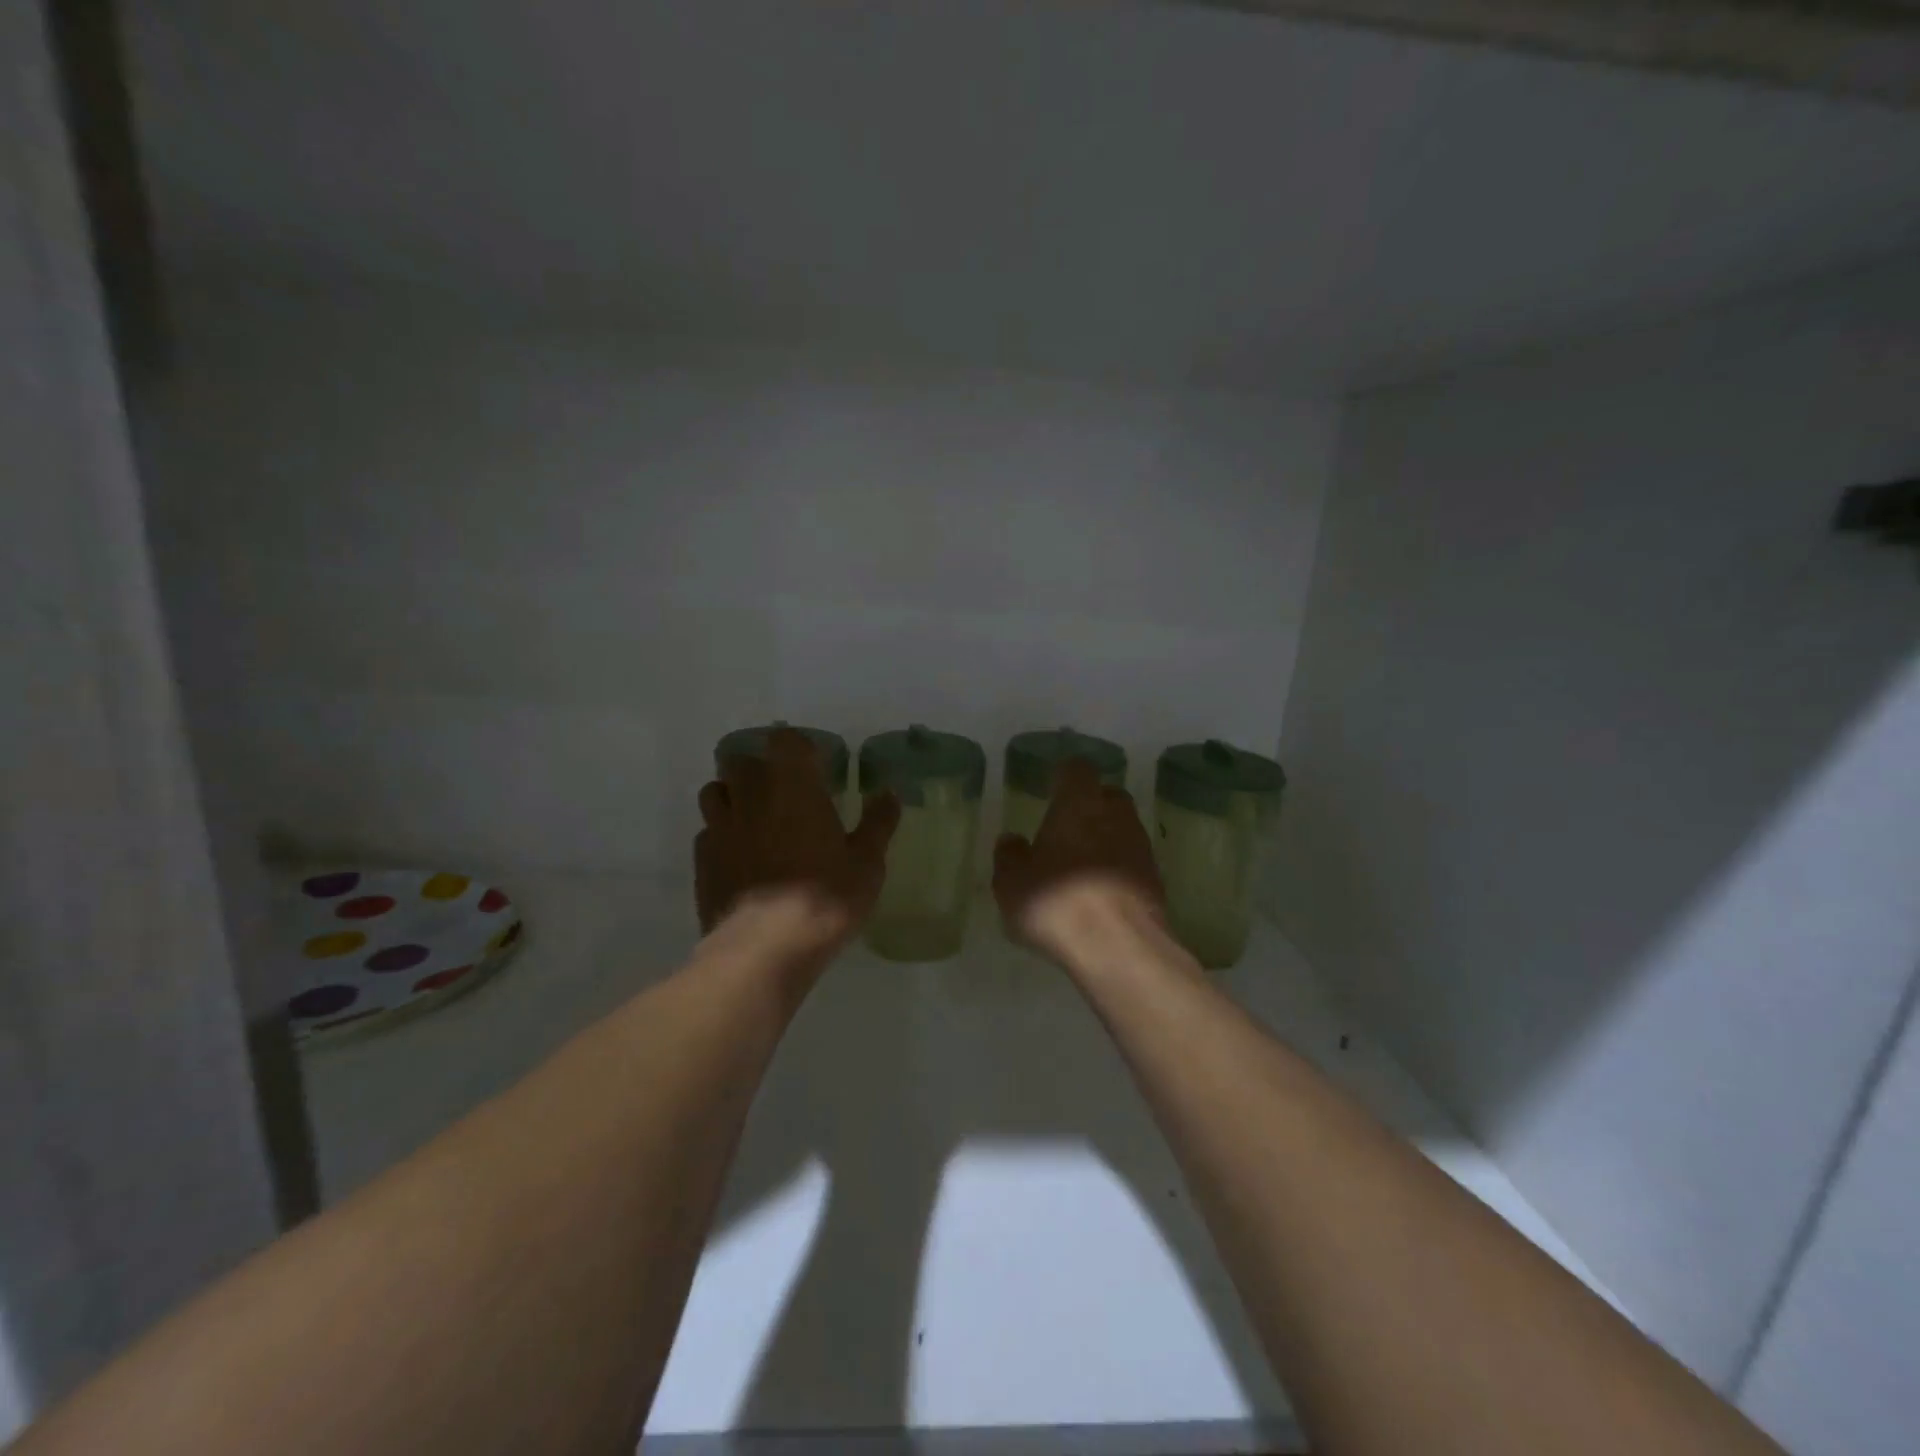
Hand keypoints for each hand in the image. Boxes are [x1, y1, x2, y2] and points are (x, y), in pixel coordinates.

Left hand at [695, 729, 899, 952]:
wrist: (764, 949)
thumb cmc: (825, 898)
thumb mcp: (867, 863)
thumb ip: (877, 823)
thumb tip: (889, 793)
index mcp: (793, 787)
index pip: (786, 741)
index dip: (799, 748)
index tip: (815, 765)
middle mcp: (751, 796)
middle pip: (741, 761)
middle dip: (759, 769)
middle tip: (782, 792)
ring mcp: (720, 827)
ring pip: (714, 792)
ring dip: (732, 796)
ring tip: (753, 818)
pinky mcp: (702, 861)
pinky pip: (707, 832)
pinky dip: (721, 835)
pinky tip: (739, 857)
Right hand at [992, 757, 1165, 964]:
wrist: (1119, 948)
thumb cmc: (1057, 902)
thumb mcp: (1011, 883)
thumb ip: (1009, 856)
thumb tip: (1012, 840)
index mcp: (1079, 804)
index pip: (1077, 770)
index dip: (1064, 777)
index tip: (1051, 787)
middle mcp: (1116, 816)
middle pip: (1108, 796)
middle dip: (1091, 805)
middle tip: (1066, 827)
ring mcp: (1141, 849)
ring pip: (1123, 829)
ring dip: (1105, 839)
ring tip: (1080, 865)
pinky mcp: (1156, 881)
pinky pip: (1132, 863)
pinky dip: (1117, 869)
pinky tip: (1098, 893)